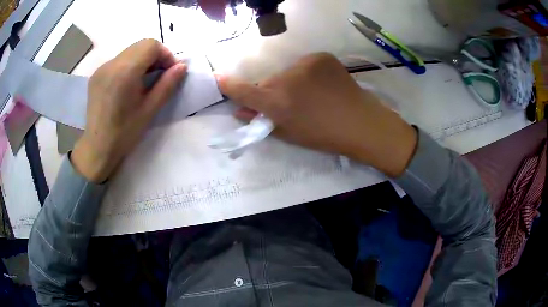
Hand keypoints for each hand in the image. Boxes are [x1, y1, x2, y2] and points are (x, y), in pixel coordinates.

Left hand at [72, 39, 186, 182]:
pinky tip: (129, 83)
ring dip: (143, 59)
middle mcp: (111, 64)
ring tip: (145, 80)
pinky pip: (119, 60)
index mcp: (124, 72)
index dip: (165, 55)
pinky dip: (130, 64)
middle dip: (155, 56)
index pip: (151, 45)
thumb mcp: (149, 110)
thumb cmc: (124, 133)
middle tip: (160, 76)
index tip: (170, 72)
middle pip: (141, 45)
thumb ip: (167, 85)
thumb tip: (182, 66)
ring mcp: (102, 68)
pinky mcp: (97, 74)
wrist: (97, 147)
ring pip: (130, 51)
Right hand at [216, 53, 416, 176]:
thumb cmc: (324, 135)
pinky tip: (323, 85)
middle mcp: (287, 79)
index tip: (218, 77)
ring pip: (287, 72)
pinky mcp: (321, 57)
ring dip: (291, 81)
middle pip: (268, 81)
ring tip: (311, 94)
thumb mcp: (289, 134)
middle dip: (272, 91)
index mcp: (277, 103)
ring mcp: (305, 64)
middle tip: (289, 102)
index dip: (229, 85)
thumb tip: (241, 111)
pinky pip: (305, 65)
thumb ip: (262, 120)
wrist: (361, 123)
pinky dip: (308, 74)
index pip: (244, 90)